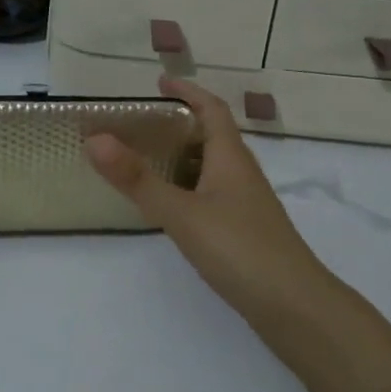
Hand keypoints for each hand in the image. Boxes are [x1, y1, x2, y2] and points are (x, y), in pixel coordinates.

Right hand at [84, 77, 328, 317]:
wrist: (296, 308)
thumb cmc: (240, 250)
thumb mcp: (181, 212)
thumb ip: (137, 179)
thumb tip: (94, 138)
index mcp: (230, 157)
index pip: (211, 109)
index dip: (188, 91)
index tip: (159, 82)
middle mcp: (240, 173)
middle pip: (212, 135)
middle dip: (180, 123)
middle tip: (140, 124)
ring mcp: (246, 204)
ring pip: (211, 167)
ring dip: (182, 156)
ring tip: (147, 159)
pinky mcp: (245, 231)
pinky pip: (211, 193)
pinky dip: (188, 187)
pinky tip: (170, 206)